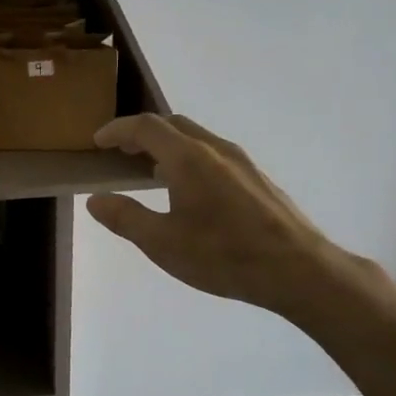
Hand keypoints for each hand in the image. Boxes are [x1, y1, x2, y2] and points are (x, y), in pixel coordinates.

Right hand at [86, 114, 376, 324]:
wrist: (299, 270)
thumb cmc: (224, 255)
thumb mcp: (163, 243)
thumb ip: (125, 218)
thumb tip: (96, 200)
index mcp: (188, 158)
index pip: (145, 127)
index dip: (118, 129)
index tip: (98, 141)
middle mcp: (215, 149)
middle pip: (173, 124)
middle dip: (142, 133)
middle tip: (120, 151)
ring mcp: (241, 162)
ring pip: (196, 138)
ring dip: (167, 145)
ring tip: (150, 171)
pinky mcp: (257, 178)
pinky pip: (213, 154)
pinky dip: (189, 158)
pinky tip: (189, 190)